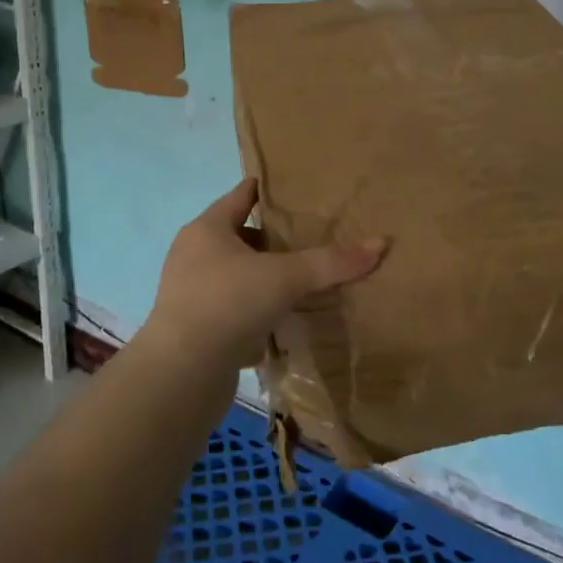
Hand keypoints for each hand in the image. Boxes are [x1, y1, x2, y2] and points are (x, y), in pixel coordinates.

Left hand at [143, 180, 384, 369]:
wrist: (182, 373)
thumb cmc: (228, 304)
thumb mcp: (285, 278)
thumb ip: (330, 262)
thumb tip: (381, 244)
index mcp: (206, 230)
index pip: (240, 197)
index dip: (265, 190)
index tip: (291, 188)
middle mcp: (193, 255)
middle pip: (236, 235)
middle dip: (269, 237)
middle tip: (307, 237)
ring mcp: (190, 293)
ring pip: (234, 274)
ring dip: (261, 275)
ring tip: (298, 278)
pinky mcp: (194, 327)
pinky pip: (231, 306)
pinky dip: (254, 307)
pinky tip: (279, 317)